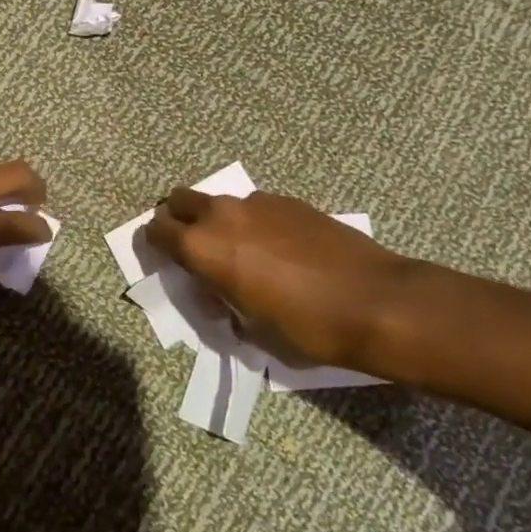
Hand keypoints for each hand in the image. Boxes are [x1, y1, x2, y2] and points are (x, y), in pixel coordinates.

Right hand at [145, 189, 416, 371]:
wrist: (375, 302)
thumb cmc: (305, 327)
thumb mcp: (251, 330)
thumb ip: (222, 304)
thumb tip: (219, 293)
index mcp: (202, 248)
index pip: (156, 230)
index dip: (155, 244)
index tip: (166, 261)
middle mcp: (222, 215)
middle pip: (180, 201)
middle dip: (179, 220)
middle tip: (195, 250)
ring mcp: (258, 203)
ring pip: (221, 203)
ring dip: (219, 222)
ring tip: (244, 255)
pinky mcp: (290, 202)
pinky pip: (256, 207)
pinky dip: (254, 223)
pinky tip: (279, 251)